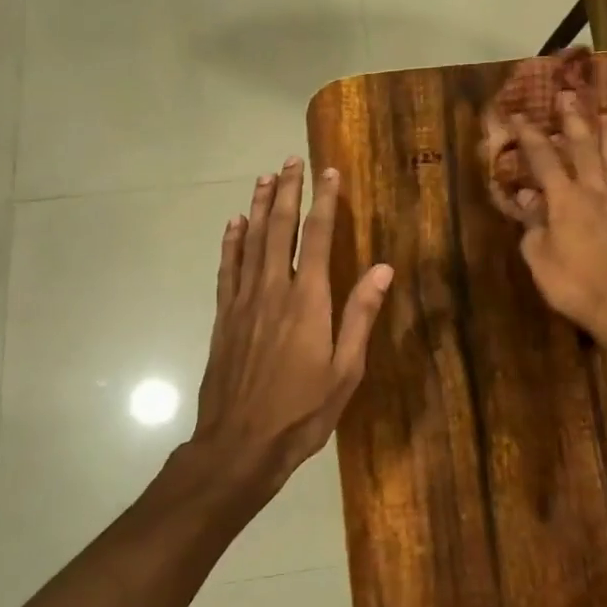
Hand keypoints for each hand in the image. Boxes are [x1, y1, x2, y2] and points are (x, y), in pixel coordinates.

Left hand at [196, 158, 393, 495]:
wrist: (238, 446)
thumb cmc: (301, 412)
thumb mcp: (345, 371)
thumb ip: (360, 316)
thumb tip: (382, 268)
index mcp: (307, 301)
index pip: (316, 237)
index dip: (324, 202)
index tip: (330, 172)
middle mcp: (273, 290)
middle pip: (278, 229)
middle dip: (287, 192)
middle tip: (291, 161)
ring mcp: (243, 303)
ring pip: (251, 242)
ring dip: (258, 207)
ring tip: (264, 177)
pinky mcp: (224, 318)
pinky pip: (227, 269)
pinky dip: (231, 243)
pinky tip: (233, 224)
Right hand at [505, 93, 606, 346]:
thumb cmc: (573, 285)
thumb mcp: (539, 258)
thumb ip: (532, 224)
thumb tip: (528, 196)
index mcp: (565, 201)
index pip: (543, 161)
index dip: (529, 137)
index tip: (518, 115)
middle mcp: (595, 194)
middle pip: (583, 151)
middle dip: (572, 122)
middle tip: (568, 96)